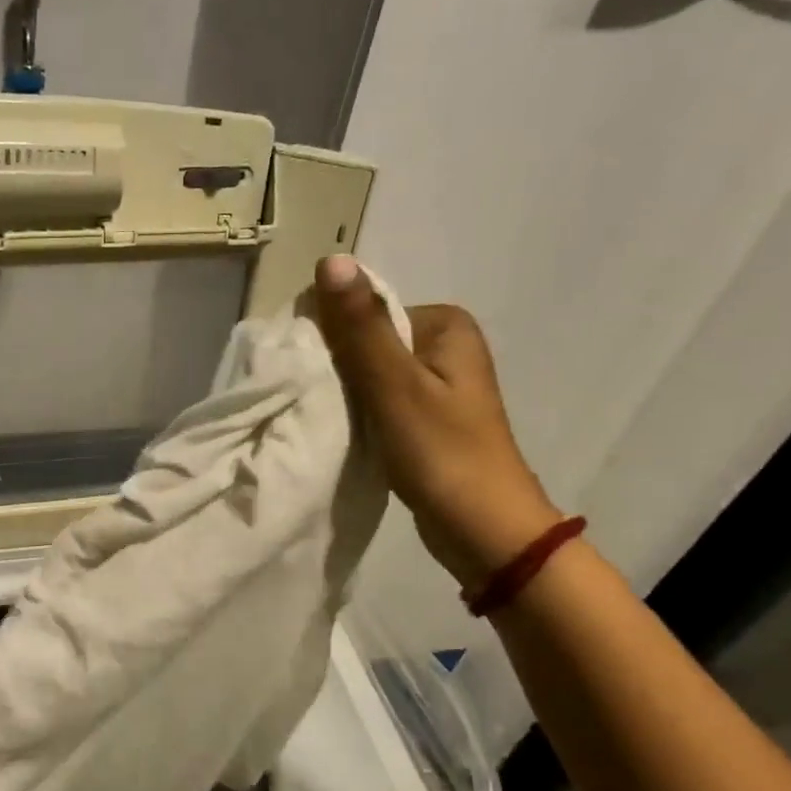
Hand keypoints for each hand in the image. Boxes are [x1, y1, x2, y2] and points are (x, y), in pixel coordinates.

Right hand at [310, 254, 561, 590]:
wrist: (483, 530)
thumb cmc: (442, 454)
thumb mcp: (395, 387)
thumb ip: (361, 329)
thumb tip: (331, 260)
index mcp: (445, 325)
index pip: (368, 311)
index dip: (330, 338)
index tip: (306, 375)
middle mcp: (444, 346)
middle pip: (368, 343)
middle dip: (336, 368)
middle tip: (312, 401)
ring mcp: (436, 385)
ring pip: (369, 375)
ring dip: (343, 394)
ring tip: (323, 419)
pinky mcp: (425, 419)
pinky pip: (378, 402)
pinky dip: (357, 414)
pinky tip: (341, 433)